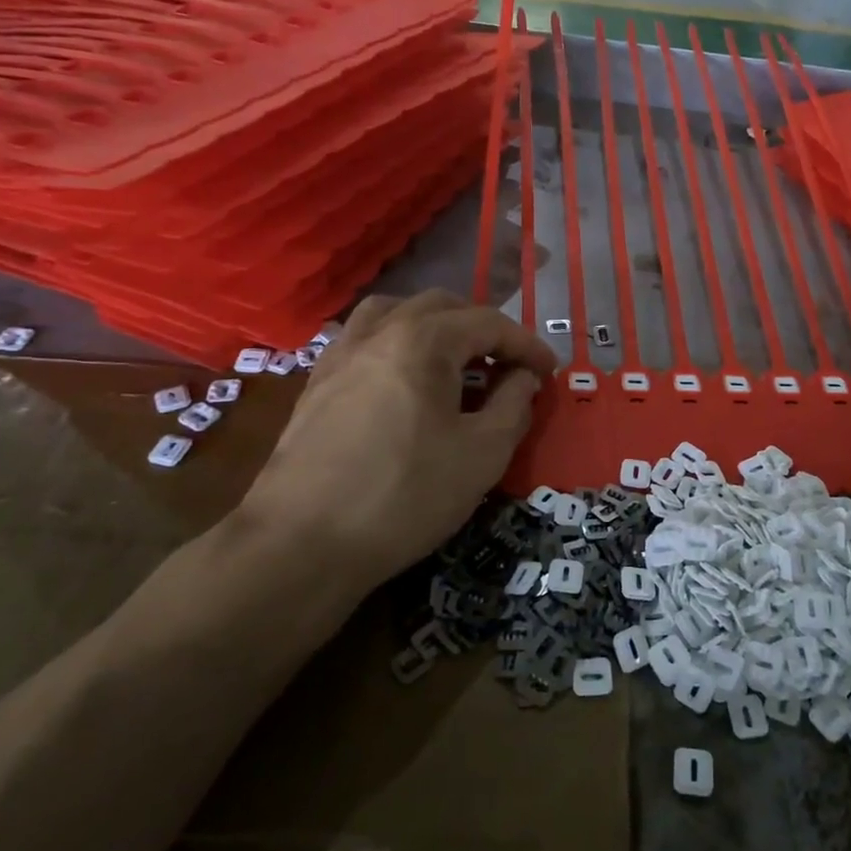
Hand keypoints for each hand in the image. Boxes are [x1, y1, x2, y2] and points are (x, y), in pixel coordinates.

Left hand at [234, 290, 555, 609]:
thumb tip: (524, 379)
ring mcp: (340, 355)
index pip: (488, 323)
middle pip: (441, 307)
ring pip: (394, 312)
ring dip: (434, 325)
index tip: (549, 372)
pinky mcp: (316, 384)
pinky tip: (402, 380)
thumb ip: (513, 406)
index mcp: (423, 341)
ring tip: (453, 360)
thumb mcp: (482, 455)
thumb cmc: (405, 495)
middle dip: (482, 329)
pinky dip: (394, 343)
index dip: (526, 344)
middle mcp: (378, 332)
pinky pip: (362, 339)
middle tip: (507, 365)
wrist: (301, 544)